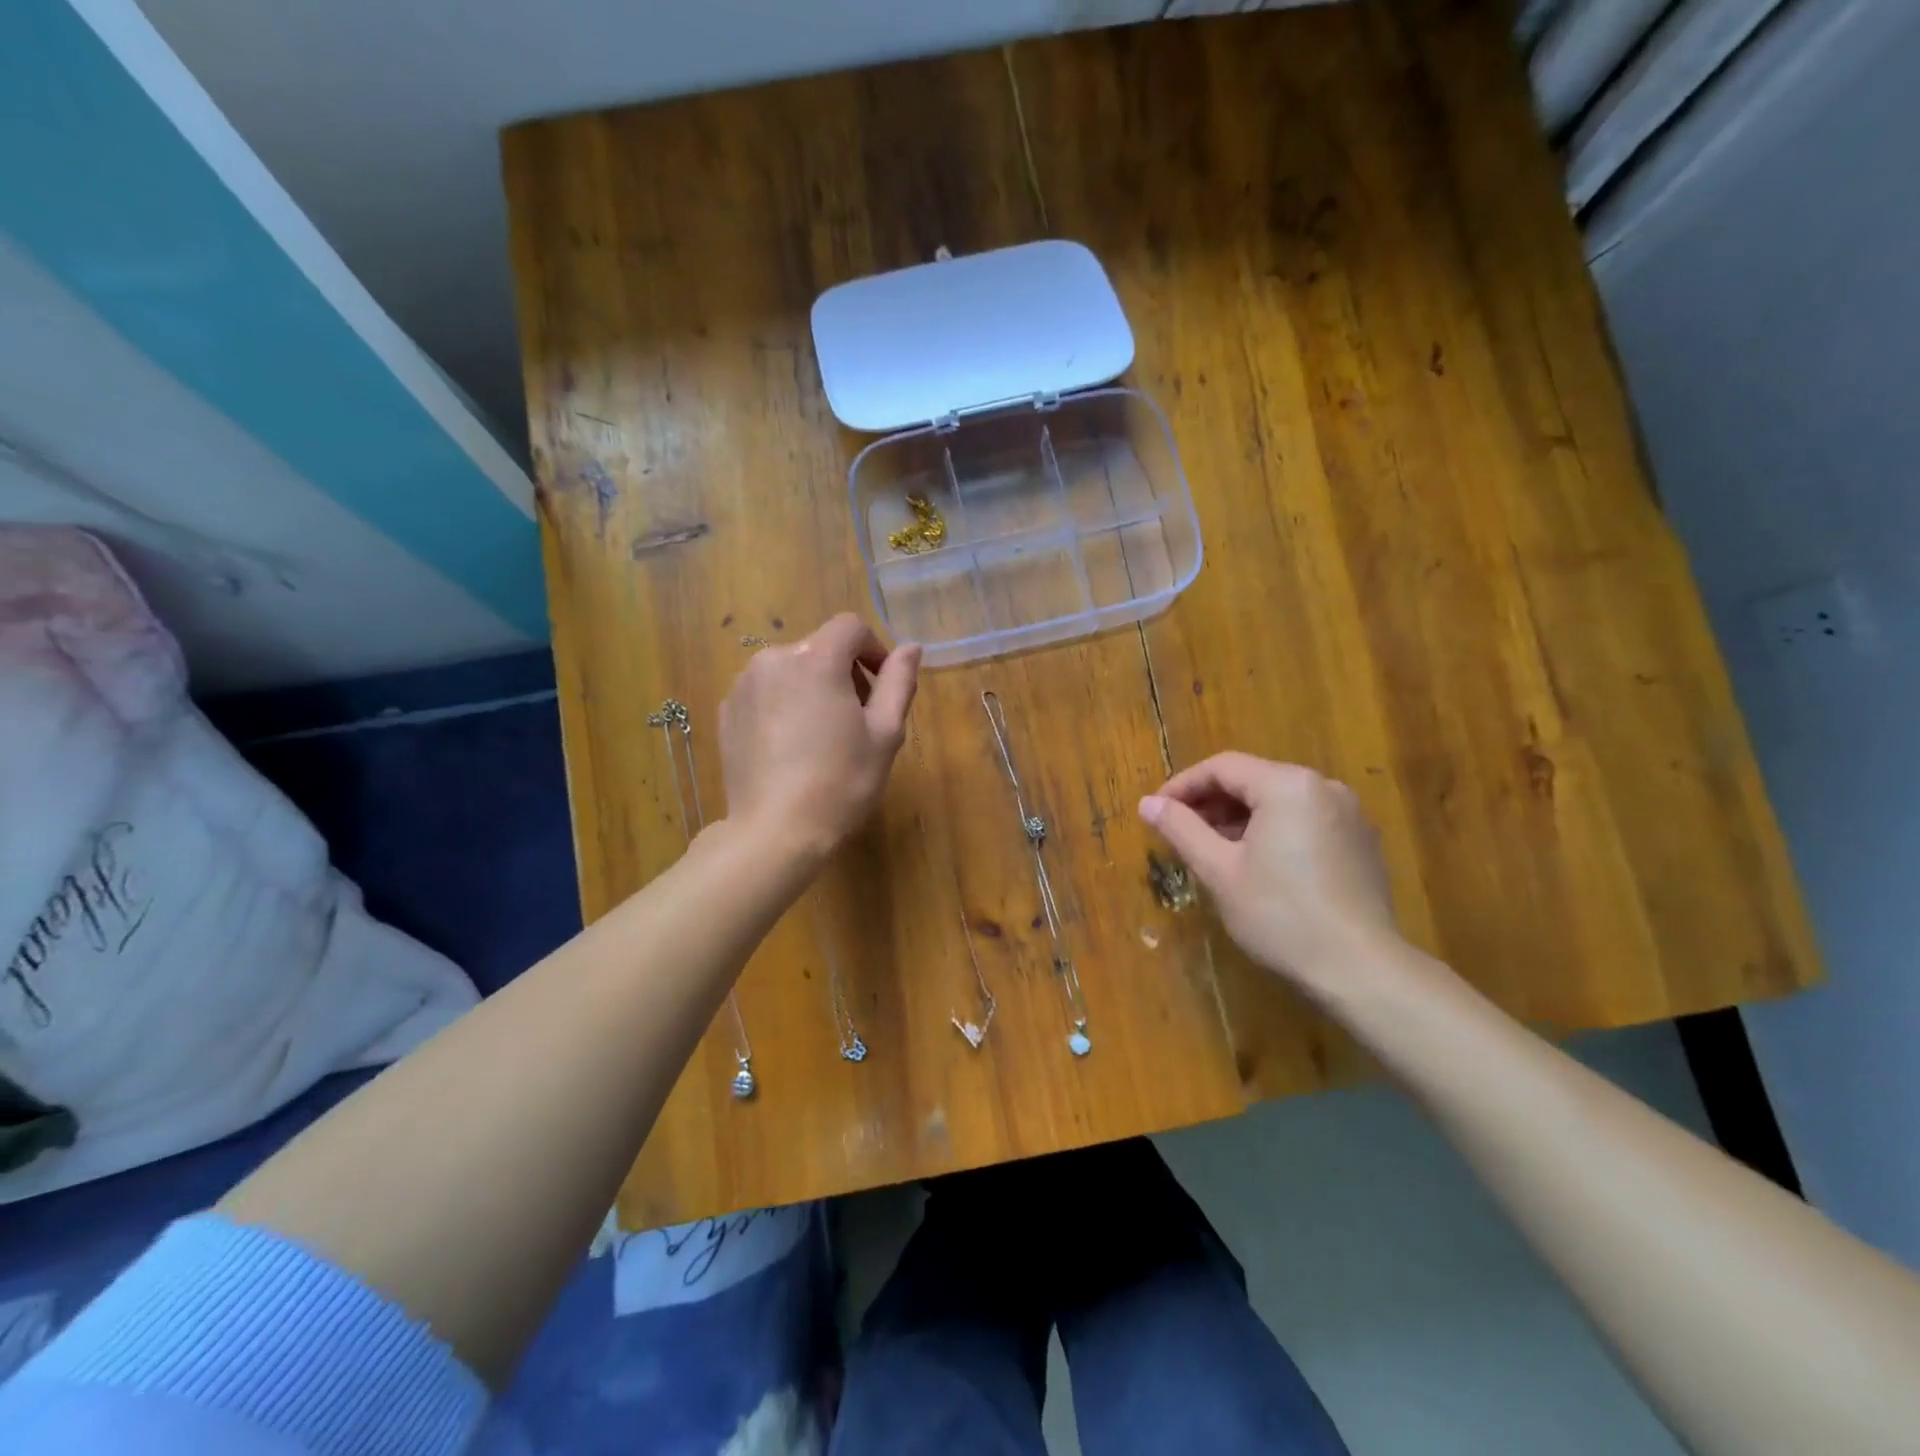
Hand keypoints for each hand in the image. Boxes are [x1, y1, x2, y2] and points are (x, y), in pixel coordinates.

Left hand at [718, 614, 921, 861]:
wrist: (775, 832)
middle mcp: (773, 660)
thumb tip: (911, 648)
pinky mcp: (726, 712)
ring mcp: (743, 686)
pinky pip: (765, 693)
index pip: (850, 627)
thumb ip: (899, 681)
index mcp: (816, 659)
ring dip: (813, 688)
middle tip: (858, 720)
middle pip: (820, 648)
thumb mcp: (885, 733)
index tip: (883, 686)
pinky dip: (784, 706)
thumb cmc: (841, 781)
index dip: (874, 649)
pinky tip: (791, 748)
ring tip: (823, 737)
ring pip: (790, 670)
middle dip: (845, 673)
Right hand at [1138, 753, 1399, 984]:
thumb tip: (1147, 803)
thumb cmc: (1280, 915)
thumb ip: (1181, 829)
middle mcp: (1323, 787)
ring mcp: (1348, 814)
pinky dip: (1272, 831)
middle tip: (1179, 832)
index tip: (1156, 811)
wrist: (1360, 969)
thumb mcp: (1219, 870)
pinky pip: (1304, 821)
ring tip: (1211, 850)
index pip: (1222, 767)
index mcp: (1287, 785)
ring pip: (1278, 801)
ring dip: (1239, 818)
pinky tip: (1255, 864)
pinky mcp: (1361, 842)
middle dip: (1211, 803)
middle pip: (1252, 780)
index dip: (1182, 786)